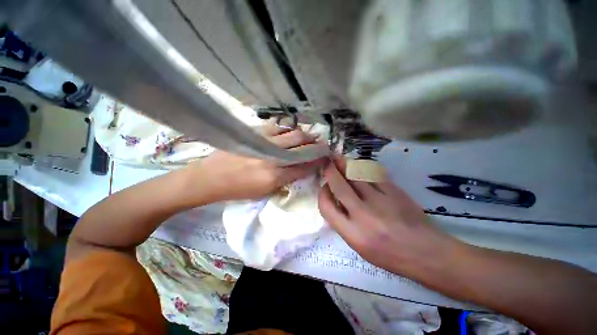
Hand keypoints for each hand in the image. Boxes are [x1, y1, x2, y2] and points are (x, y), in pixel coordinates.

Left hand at [184, 124, 327, 202]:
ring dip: (304, 134)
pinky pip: (276, 127)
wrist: (210, 177)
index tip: (325, 157)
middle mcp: (272, 158)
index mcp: (275, 176)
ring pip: (291, 134)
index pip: (304, 166)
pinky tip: (292, 130)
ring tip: (311, 135)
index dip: (317, 161)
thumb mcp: (265, 192)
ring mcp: (263, 143)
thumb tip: (300, 169)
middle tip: (322, 143)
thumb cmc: (238, 190)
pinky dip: (287, 128)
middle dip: (314, 144)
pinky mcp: (253, 133)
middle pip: (300, 146)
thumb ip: (285, 180)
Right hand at [318, 156, 456, 276]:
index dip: (322, 194)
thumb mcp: (360, 247)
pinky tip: (359, 166)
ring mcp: (380, 200)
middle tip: (327, 163)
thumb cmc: (390, 255)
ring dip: (344, 165)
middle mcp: (363, 215)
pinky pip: (372, 174)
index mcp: (353, 234)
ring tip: (339, 159)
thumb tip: (335, 200)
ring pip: (355, 175)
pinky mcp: (394, 191)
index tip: (324, 187)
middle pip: (339, 186)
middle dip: (330, 171)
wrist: (427, 252)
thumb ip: (343, 223)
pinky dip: (362, 168)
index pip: (327, 207)